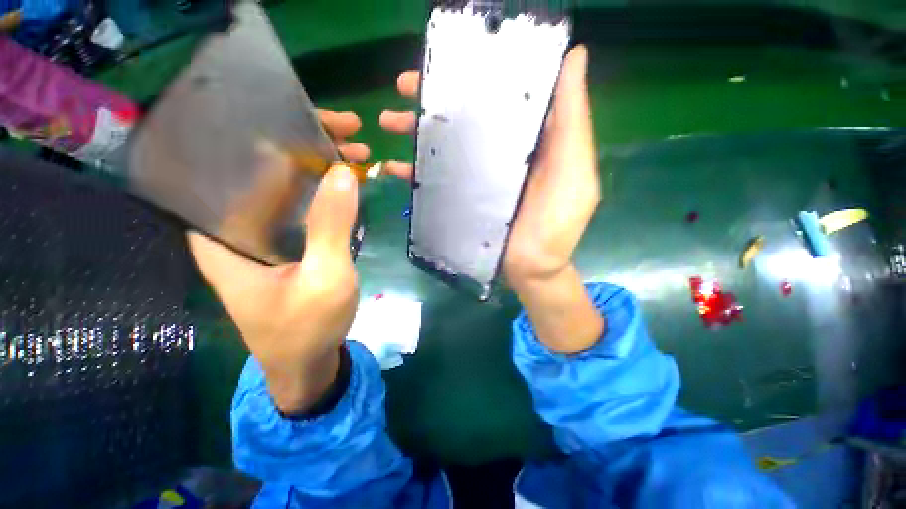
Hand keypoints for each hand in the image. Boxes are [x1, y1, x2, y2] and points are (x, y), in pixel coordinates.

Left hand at [187, 111, 365, 413]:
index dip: (268, 136)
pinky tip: (344, 185)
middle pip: (263, 172)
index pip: (230, 166)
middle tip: (347, 133)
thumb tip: (343, 172)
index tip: (306, 118)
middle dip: (305, 148)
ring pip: (285, 190)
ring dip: (319, 170)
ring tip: (354, 153)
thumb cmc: (307, 328)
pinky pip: (300, 209)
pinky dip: (322, 194)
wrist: (307, 363)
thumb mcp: (325, 277)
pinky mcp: (286, 247)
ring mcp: (263, 238)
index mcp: (222, 236)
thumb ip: (331, 225)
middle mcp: (235, 230)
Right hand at [380, 46, 603, 351]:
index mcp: (525, 139)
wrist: (533, 269)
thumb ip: (572, 119)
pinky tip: (396, 167)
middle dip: (434, 101)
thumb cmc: (558, 223)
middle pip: (465, 119)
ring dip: (416, 132)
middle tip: (404, 88)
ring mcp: (476, 179)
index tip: (447, 59)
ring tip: (388, 121)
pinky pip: (436, 182)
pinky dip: (415, 173)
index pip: (498, 96)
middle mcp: (498, 153)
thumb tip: (574, 56)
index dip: (474, 74)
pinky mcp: (462, 201)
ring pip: (445, 147)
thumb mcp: (574, 169)